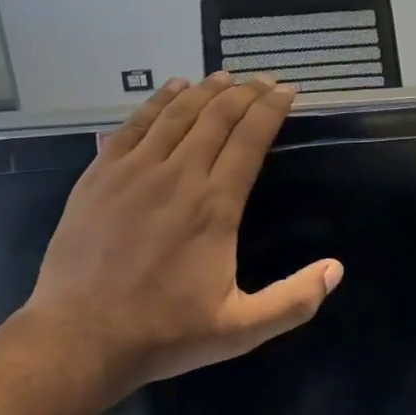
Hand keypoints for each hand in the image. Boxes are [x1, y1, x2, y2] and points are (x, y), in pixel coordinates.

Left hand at [17, 74, 342, 401]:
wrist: (79, 338)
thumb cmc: (165, 332)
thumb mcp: (241, 328)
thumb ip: (294, 300)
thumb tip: (336, 269)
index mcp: (215, 206)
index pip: (250, 140)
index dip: (271, 109)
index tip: (287, 91)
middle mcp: (178, 176)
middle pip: (216, 117)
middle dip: (245, 93)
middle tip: (263, 80)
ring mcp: (134, 171)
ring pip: (176, 114)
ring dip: (204, 91)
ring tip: (224, 77)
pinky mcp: (100, 176)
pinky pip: (134, 125)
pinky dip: (156, 102)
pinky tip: (170, 90)